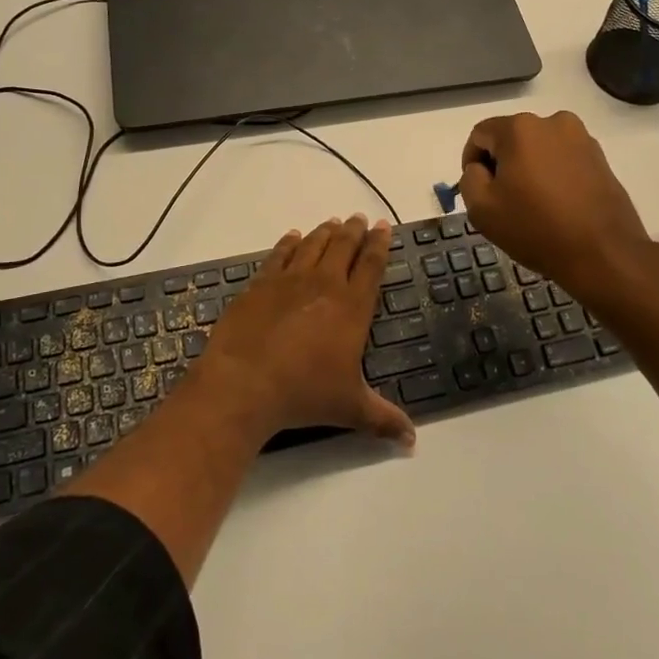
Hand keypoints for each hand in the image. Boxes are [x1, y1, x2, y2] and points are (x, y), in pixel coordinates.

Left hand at [200, 215, 415, 447]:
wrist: (245, 382)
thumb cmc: (304, 394)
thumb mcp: (350, 408)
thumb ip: (383, 419)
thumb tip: (412, 441)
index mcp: (352, 307)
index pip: (372, 265)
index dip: (380, 244)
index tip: (384, 226)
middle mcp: (325, 284)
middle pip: (344, 246)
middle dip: (354, 230)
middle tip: (359, 218)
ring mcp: (290, 280)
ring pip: (313, 245)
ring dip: (325, 232)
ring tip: (332, 222)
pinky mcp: (261, 284)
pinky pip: (280, 255)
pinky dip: (289, 243)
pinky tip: (293, 237)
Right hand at [458, 111, 653, 293]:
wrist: (603, 253)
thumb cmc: (536, 228)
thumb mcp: (482, 209)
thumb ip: (470, 179)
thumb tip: (480, 169)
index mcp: (519, 128)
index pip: (480, 134)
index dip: (471, 161)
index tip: (478, 191)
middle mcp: (552, 122)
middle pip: (512, 138)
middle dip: (502, 164)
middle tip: (504, 200)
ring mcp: (581, 138)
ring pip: (539, 148)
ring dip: (529, 168)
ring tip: (533, 204)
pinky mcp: (600, 157)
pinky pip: (563, 159)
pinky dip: (553, 175)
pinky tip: (557, 205)